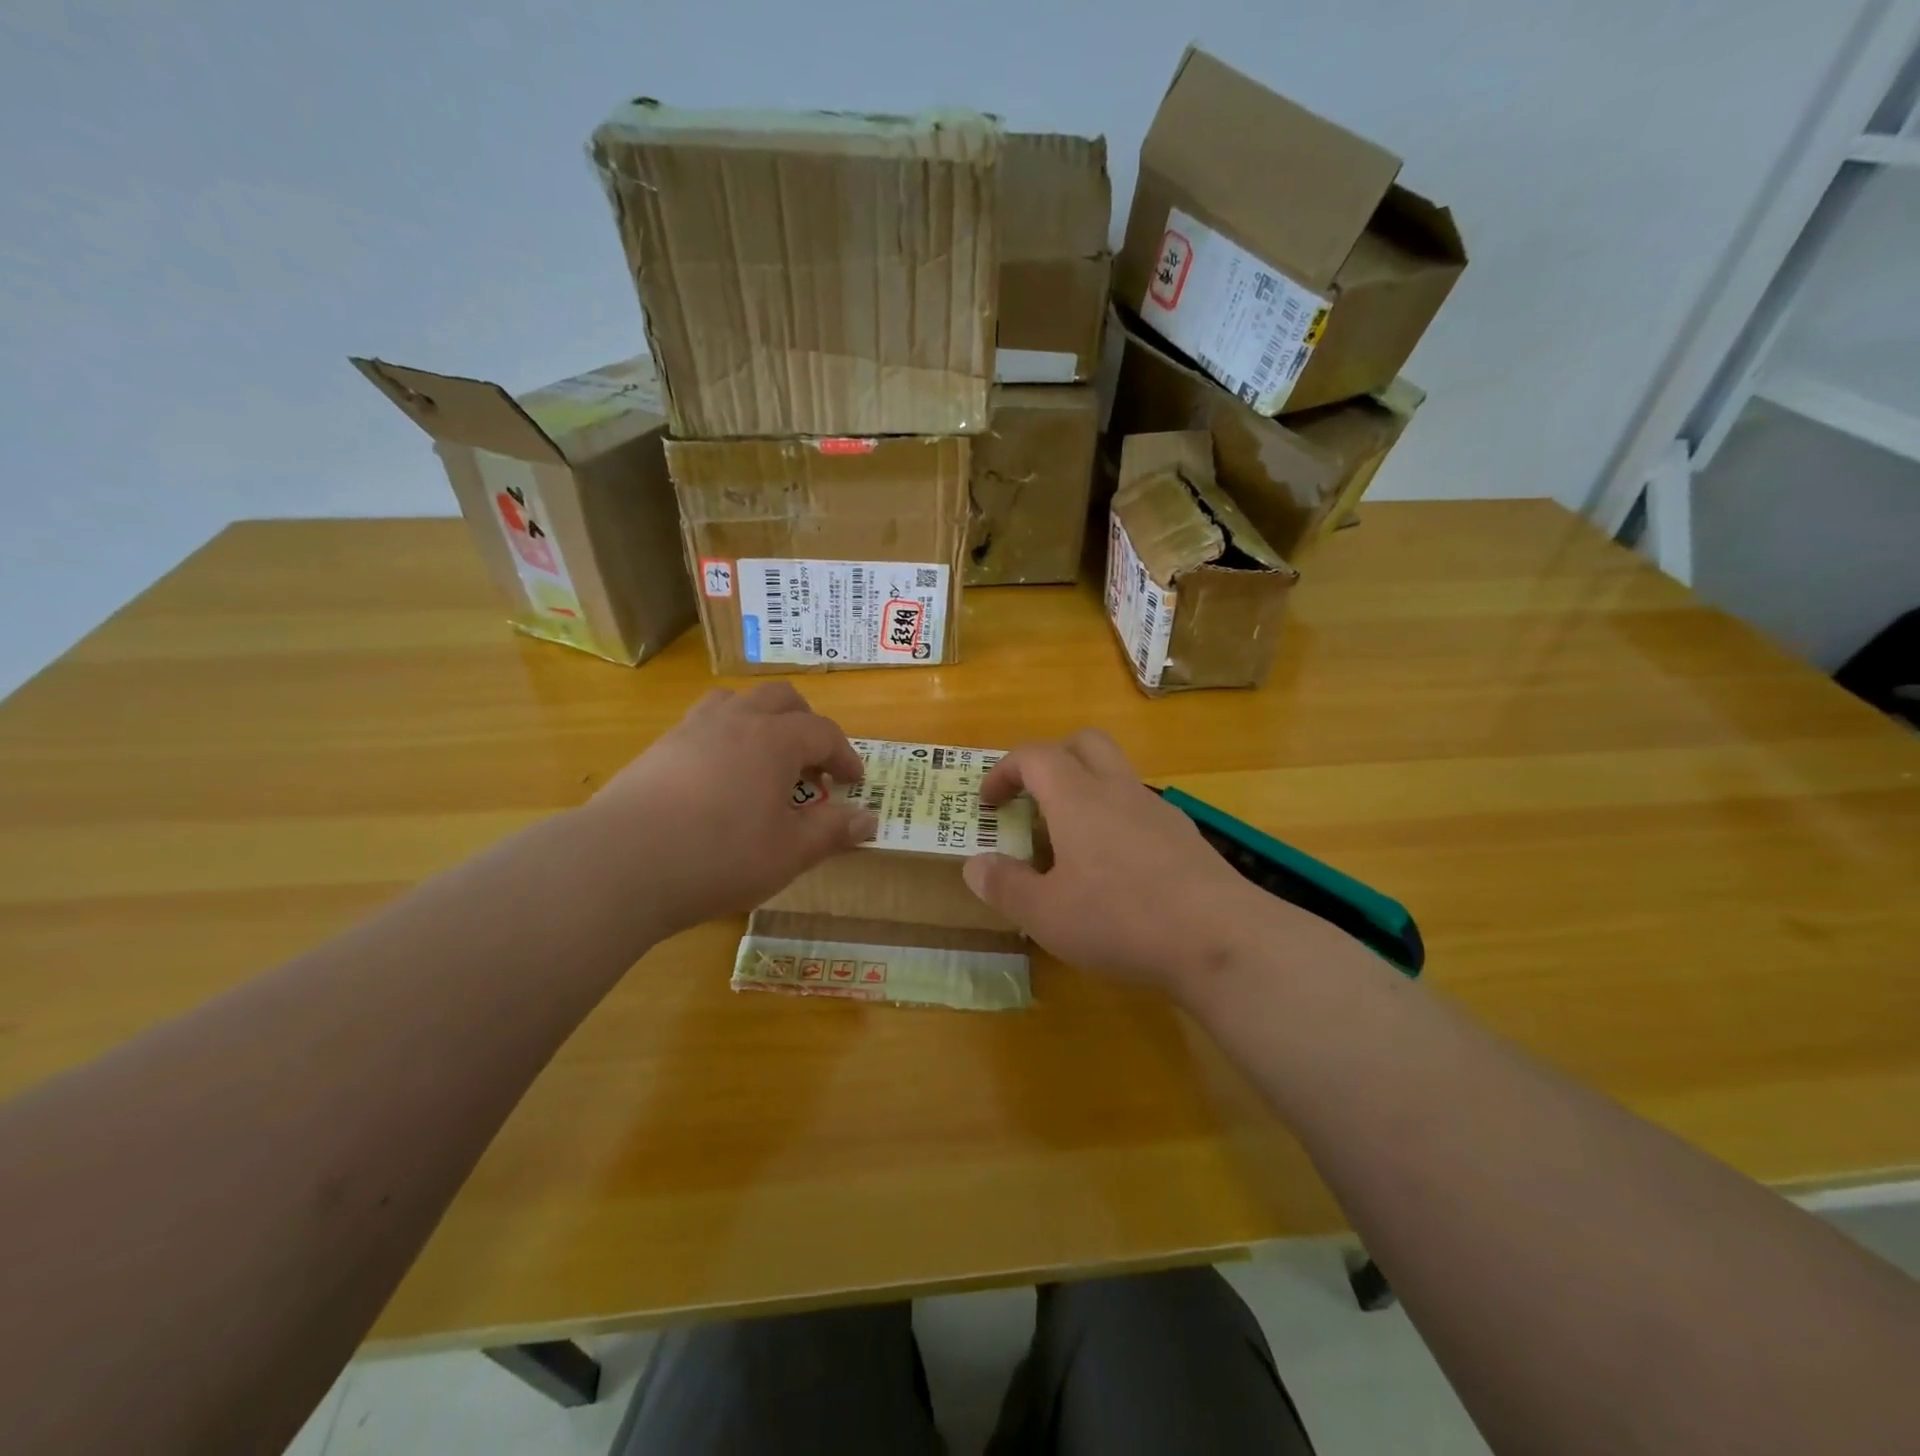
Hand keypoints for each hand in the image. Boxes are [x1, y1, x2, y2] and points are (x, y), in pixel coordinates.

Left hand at [586, 683, 876, 930]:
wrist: (621, 862)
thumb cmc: (719, 856)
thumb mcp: (788, 853)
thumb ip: (832, 832)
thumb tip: (870, 821)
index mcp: (774, 739)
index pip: (823, 732)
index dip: (845, 755)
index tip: (852, 783)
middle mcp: (736, 720)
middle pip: (781, 699)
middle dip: (806, 724)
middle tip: (812, 763)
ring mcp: (691, 729)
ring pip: (736, 702)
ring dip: (761, 720)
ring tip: (764, 759)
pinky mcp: (658, 748)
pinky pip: (703, 724)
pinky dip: (725, 738)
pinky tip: (718, 778)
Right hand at [962, 730, 1311, 997]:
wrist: (1221, 939)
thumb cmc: (1120, 919)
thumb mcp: (1046, 914)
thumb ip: (1005, 886)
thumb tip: (976, 865)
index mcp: (1078, 798)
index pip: (1035, 756)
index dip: (1004, 771)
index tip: (988, 803)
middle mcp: (1118, 790)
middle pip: (1084, 743)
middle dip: (1051, 759)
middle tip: (1033, 798)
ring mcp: (1157, 810)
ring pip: (1116, 774)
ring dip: (1086, 790)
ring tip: (1069, 841)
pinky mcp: (1185, 836)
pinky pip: (1139, 808)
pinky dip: (1115, 819)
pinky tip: (1114, 869)